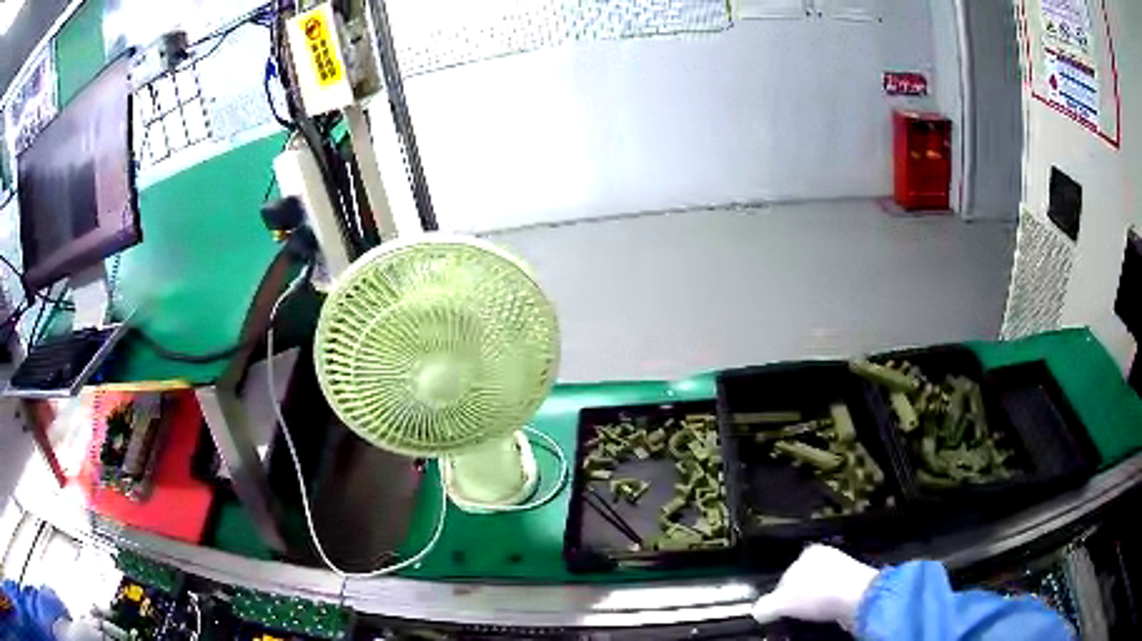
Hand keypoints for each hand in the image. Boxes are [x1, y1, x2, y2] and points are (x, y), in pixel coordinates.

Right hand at [752, 545, 878, 630]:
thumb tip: (758, 611)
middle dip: (797, 599)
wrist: (859, 597)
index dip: (778, 595)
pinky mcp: (855, 583)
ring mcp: (843, 568)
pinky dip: (828, 607)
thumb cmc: (820, 592)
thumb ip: (765, 605)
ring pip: (819, 591)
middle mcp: (827, 556)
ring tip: (809, 618)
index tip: (778, 611)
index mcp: (808, 553)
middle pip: (803, 583)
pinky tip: (826, 615)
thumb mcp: (781, 602)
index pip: (785, 575)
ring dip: (813, 605)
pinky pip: (834, 597)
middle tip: (792, 616)